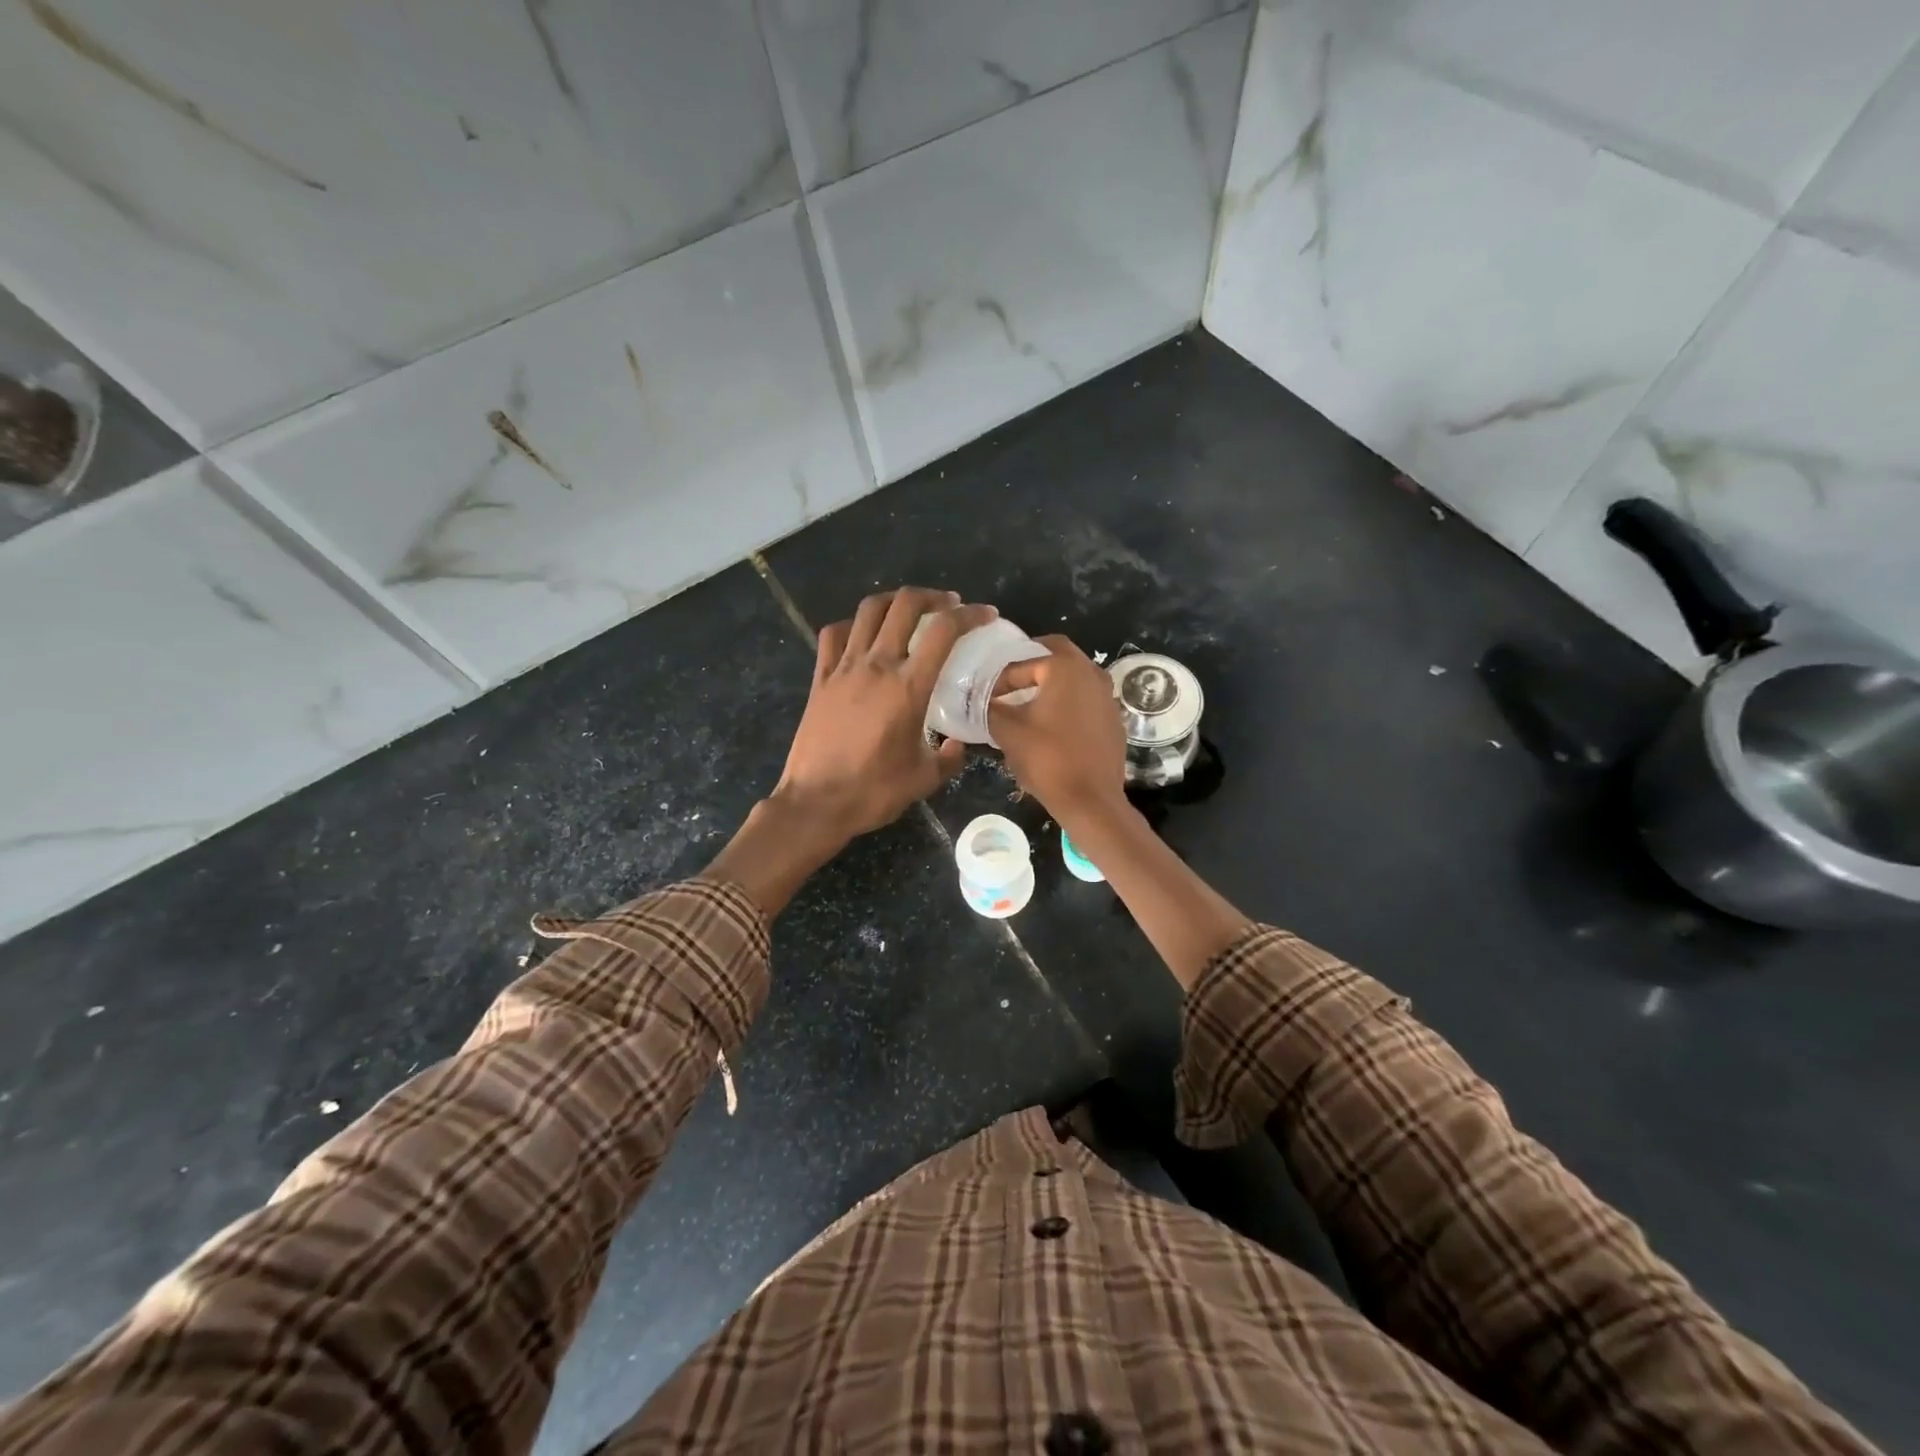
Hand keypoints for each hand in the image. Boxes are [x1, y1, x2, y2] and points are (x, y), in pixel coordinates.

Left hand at [771, 587, 993, 844]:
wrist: (815, 803)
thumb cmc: (873, 792)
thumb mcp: (924, 779)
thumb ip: (949, 757)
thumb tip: (958, 744)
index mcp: (908, 688)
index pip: (944, 631)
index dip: (970, 615)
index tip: (985, 615)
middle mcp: (877, 666)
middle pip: (905, 605)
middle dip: (932, 596)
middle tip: (948, 605)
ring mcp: (843, 668)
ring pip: (868, 611)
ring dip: (894, 601)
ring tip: (909, 610)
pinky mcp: (820, 679)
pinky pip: (834, 634)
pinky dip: (853, 625)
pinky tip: (863, 634)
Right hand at [988, 635, 1127, 829]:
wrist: (1090, 800)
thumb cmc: (1047, 759)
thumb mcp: (1007, 732)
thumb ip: (990, 709)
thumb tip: (980, 701)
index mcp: (1065, 668)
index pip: (1024, 663)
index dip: (1000, 679)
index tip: (986, 695)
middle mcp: (1091, 673)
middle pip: (1058, 654)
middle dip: (1032, 663)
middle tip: (1010, 679)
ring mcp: (1108, 696)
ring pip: (1076, 675)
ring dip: (1053, 681)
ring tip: (1029, 698)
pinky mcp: (1114, 718)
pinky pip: (1087, 698)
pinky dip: (1069, 700)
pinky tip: (1053, 721)